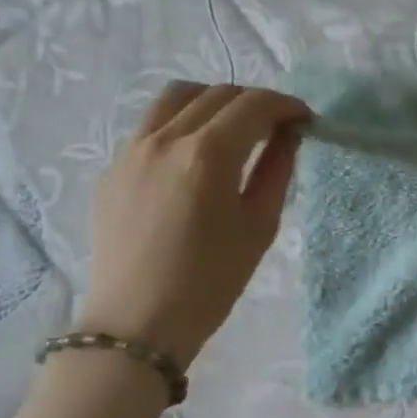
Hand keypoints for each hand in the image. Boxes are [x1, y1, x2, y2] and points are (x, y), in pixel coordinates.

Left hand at [76, 82, 310, 367]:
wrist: (137, 324)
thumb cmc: (210, 282)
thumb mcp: (258, 227)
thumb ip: (276, 171)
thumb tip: (288, 135)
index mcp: (207, 155)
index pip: (253, 106)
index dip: (286, 105)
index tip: (304, 119)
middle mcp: (165, 138)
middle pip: (216, 94)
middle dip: (254, 101)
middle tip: (276, 126)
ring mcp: (131, 150)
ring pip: (176, 97)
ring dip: (212, 101)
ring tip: (232, 127)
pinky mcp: (112, 168)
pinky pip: (151, 125)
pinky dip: (181, 123)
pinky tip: (194, 156)